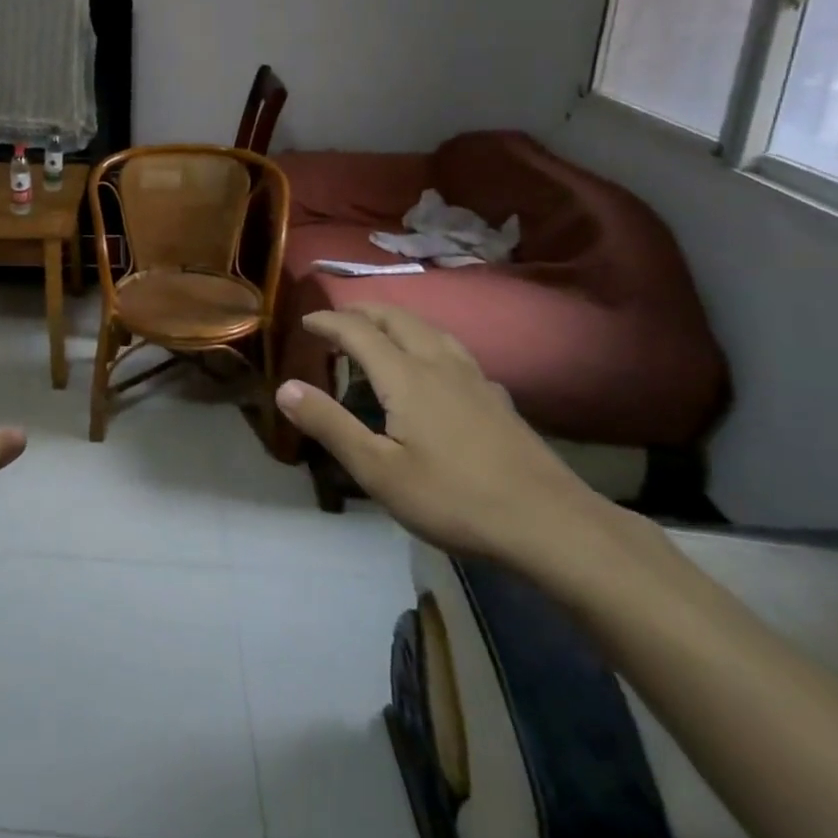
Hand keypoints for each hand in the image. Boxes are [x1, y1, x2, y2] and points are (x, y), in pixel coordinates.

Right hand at [275, 306, 616, 568]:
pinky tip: (434, 367)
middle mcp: (439, 364)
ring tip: (380, 332)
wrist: (552, 525)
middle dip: (362, 312)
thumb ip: (330, 425)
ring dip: (396, 321)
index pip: (358, 331)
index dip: (328, 322)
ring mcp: (474, 378)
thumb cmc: (455, 498)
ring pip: (430, 329)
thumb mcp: (378, 471)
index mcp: (406, 376)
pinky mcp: (497, 397)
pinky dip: (427, 341)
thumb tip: (284, 387)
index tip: (305, 322)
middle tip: (337, 321)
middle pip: (397, 318)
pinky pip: (453, 350)